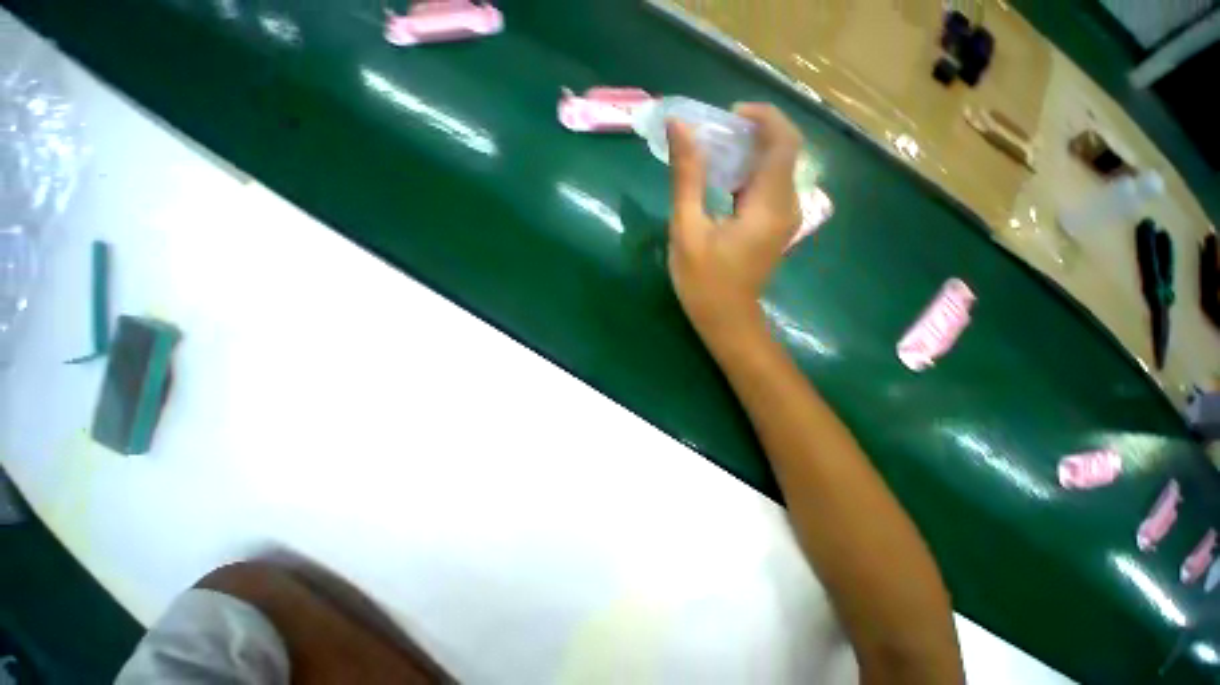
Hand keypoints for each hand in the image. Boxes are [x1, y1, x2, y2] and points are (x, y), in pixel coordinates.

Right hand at [667, 103, 803, 347]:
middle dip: (752, 132)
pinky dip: (748, 174)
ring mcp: (785, 218)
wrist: (726, 320)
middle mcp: (787, 206)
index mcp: (769, 204)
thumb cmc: (703, 282)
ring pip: (777, 167)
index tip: (728, 115)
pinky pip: (769, 187)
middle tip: (714, 134)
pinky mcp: (776, 227)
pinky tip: (723, 180)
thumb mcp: (688, 230)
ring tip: (714, 153)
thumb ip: (687, 177)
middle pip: (783, 150)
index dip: (761, 116)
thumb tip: (680, 127)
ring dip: (749, 153)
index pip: (783, 140)